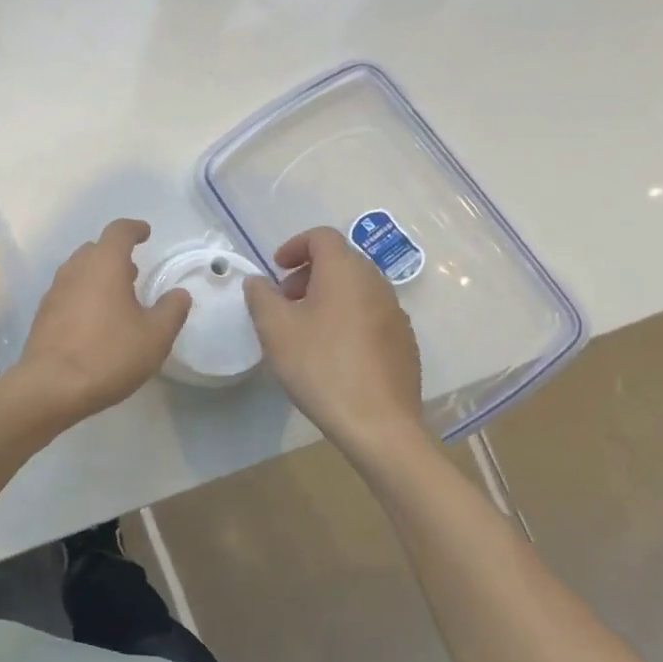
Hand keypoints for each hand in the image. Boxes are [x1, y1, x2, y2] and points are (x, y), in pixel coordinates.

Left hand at [14, 219, 190, 426]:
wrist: (51, 386)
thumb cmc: (108, 354)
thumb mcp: (154, 337)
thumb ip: (171, 311)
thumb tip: (179, 293)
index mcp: (104, 264)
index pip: (119, 231)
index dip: (134, 229)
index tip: (145, 233)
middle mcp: (76, 269)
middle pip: (96, 249)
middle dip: (116, 254)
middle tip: (134, 272)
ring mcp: (55, 291)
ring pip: (79, 270)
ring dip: (99, 275)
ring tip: (118, 296)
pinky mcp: (44, 313)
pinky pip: (68, 292)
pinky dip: (84, 294)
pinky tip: (96, 320)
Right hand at [243, 227, 425, 467]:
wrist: (378, 424)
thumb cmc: (320, 366)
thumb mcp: (274, 328)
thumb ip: (260, 296)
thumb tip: (259, 282)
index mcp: (345, 272)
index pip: (322, 237)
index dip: (295, 246)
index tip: (276, 270)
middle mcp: (376, 284)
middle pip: (341, 261)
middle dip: (309, 273)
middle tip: (285, 301)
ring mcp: (396, 314)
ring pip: (357, 289)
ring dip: (328, 296)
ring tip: (305, 329)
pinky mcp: (404, 343)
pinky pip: (371, 314)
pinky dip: (347, 318)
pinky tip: (332, 352)